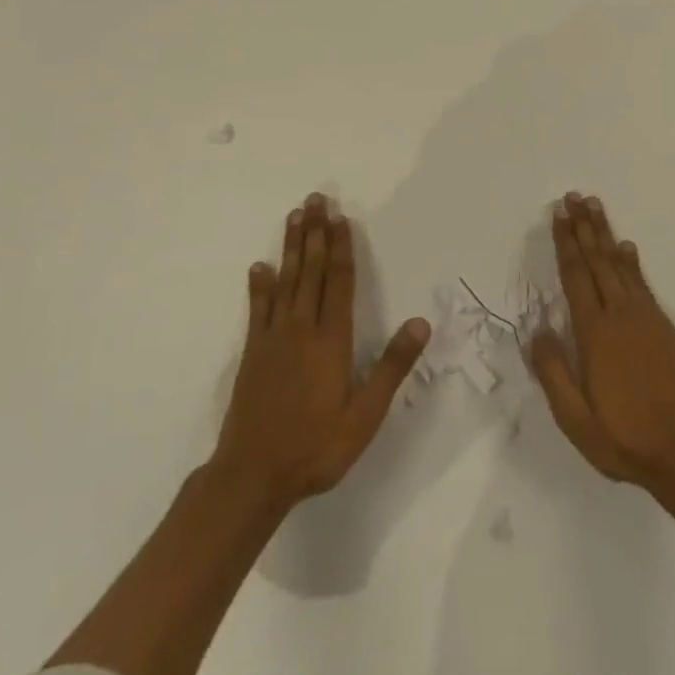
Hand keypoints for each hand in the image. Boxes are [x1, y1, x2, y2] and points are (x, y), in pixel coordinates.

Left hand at [211, 195, 429, 513]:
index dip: (342, 247)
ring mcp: (274, 338)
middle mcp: (303, 328)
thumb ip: (392, 367)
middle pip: (312, 270)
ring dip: (292, 247)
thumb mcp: (365, 415)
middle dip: (316, 232)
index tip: (341, 217)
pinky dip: (259, 285)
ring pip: (286, 280)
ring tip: (294, 216)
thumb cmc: (316, 447)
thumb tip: (421, 322)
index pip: (340, 281)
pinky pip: (258, 309)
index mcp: (331, 339)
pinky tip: (259, 266)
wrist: (252, 476)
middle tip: (316, 198)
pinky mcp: (253, 353)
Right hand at [529, 193, 674, 495]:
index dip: (566, 244)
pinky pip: (642, 283)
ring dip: (606, 234)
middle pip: (597, 261)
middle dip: (584, 227)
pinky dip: (631, 261)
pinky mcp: (664, 327)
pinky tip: (627, 247)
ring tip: (595, 206)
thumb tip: (536, 330)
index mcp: (595, 333)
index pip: (576, 277)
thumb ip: (553, 373)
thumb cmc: (625, 438)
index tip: (558, 215)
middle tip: (574, 196)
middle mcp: (620, 315)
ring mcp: (646, 317)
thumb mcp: (576, 420)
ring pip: (620, 265)